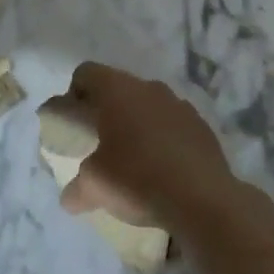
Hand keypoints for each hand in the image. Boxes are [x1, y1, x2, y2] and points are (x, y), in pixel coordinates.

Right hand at [55, 62, 245, 231]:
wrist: (203, 200)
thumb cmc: (137, 180)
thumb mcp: (94, 187)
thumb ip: (76, 188)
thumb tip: (70, 198)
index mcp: (116, 90)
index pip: (86, 73)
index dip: (73, 94)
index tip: (72, 123)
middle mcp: (148, 87)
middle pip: (117, 87)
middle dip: (105, 110)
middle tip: (98, 141)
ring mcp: (179, 104)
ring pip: (147, 104)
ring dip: (135, 122)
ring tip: (132, 156)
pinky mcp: (201, 125)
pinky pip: (172, 123)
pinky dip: (162, 137)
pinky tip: (161, 166)